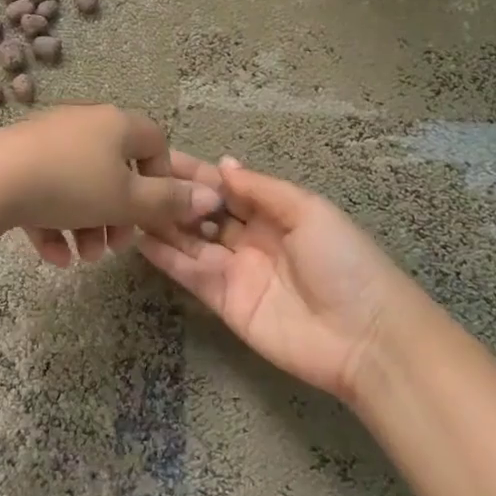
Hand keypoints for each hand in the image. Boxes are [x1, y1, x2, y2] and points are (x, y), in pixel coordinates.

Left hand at [0, 106, 222, 265]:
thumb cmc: (72, 186)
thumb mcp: (127, 200)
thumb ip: (169, 202)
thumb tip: (213, 196)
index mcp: (116, 124)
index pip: (155, 142)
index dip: (162, 180)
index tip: (154, 214)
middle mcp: (84, 124)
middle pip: (115, 170)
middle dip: (119, 215)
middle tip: (115, 246)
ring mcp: (47, 140)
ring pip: (79, 186)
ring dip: (87, 225)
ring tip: (83, 258)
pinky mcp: (16, 160)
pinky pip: (45, 191)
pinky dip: (53, 223)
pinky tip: (53, 257)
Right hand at [140, 156, 429, 404]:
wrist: (366, 337)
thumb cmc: (344, 262)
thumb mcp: (309, 212)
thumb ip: (262, 189)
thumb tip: (222, 163)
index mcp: (276, 213)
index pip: (228, 187)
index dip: (197, 173)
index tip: (160, 158)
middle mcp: (252, 239)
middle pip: (206, 213)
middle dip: (175, 196)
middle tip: (136, 179)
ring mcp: (237, 272)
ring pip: (192, 242)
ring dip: (164, 224)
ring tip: (129, 205)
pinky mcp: (225, 303)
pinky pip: (191, 274)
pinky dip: (166, 258)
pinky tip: (140, 240)